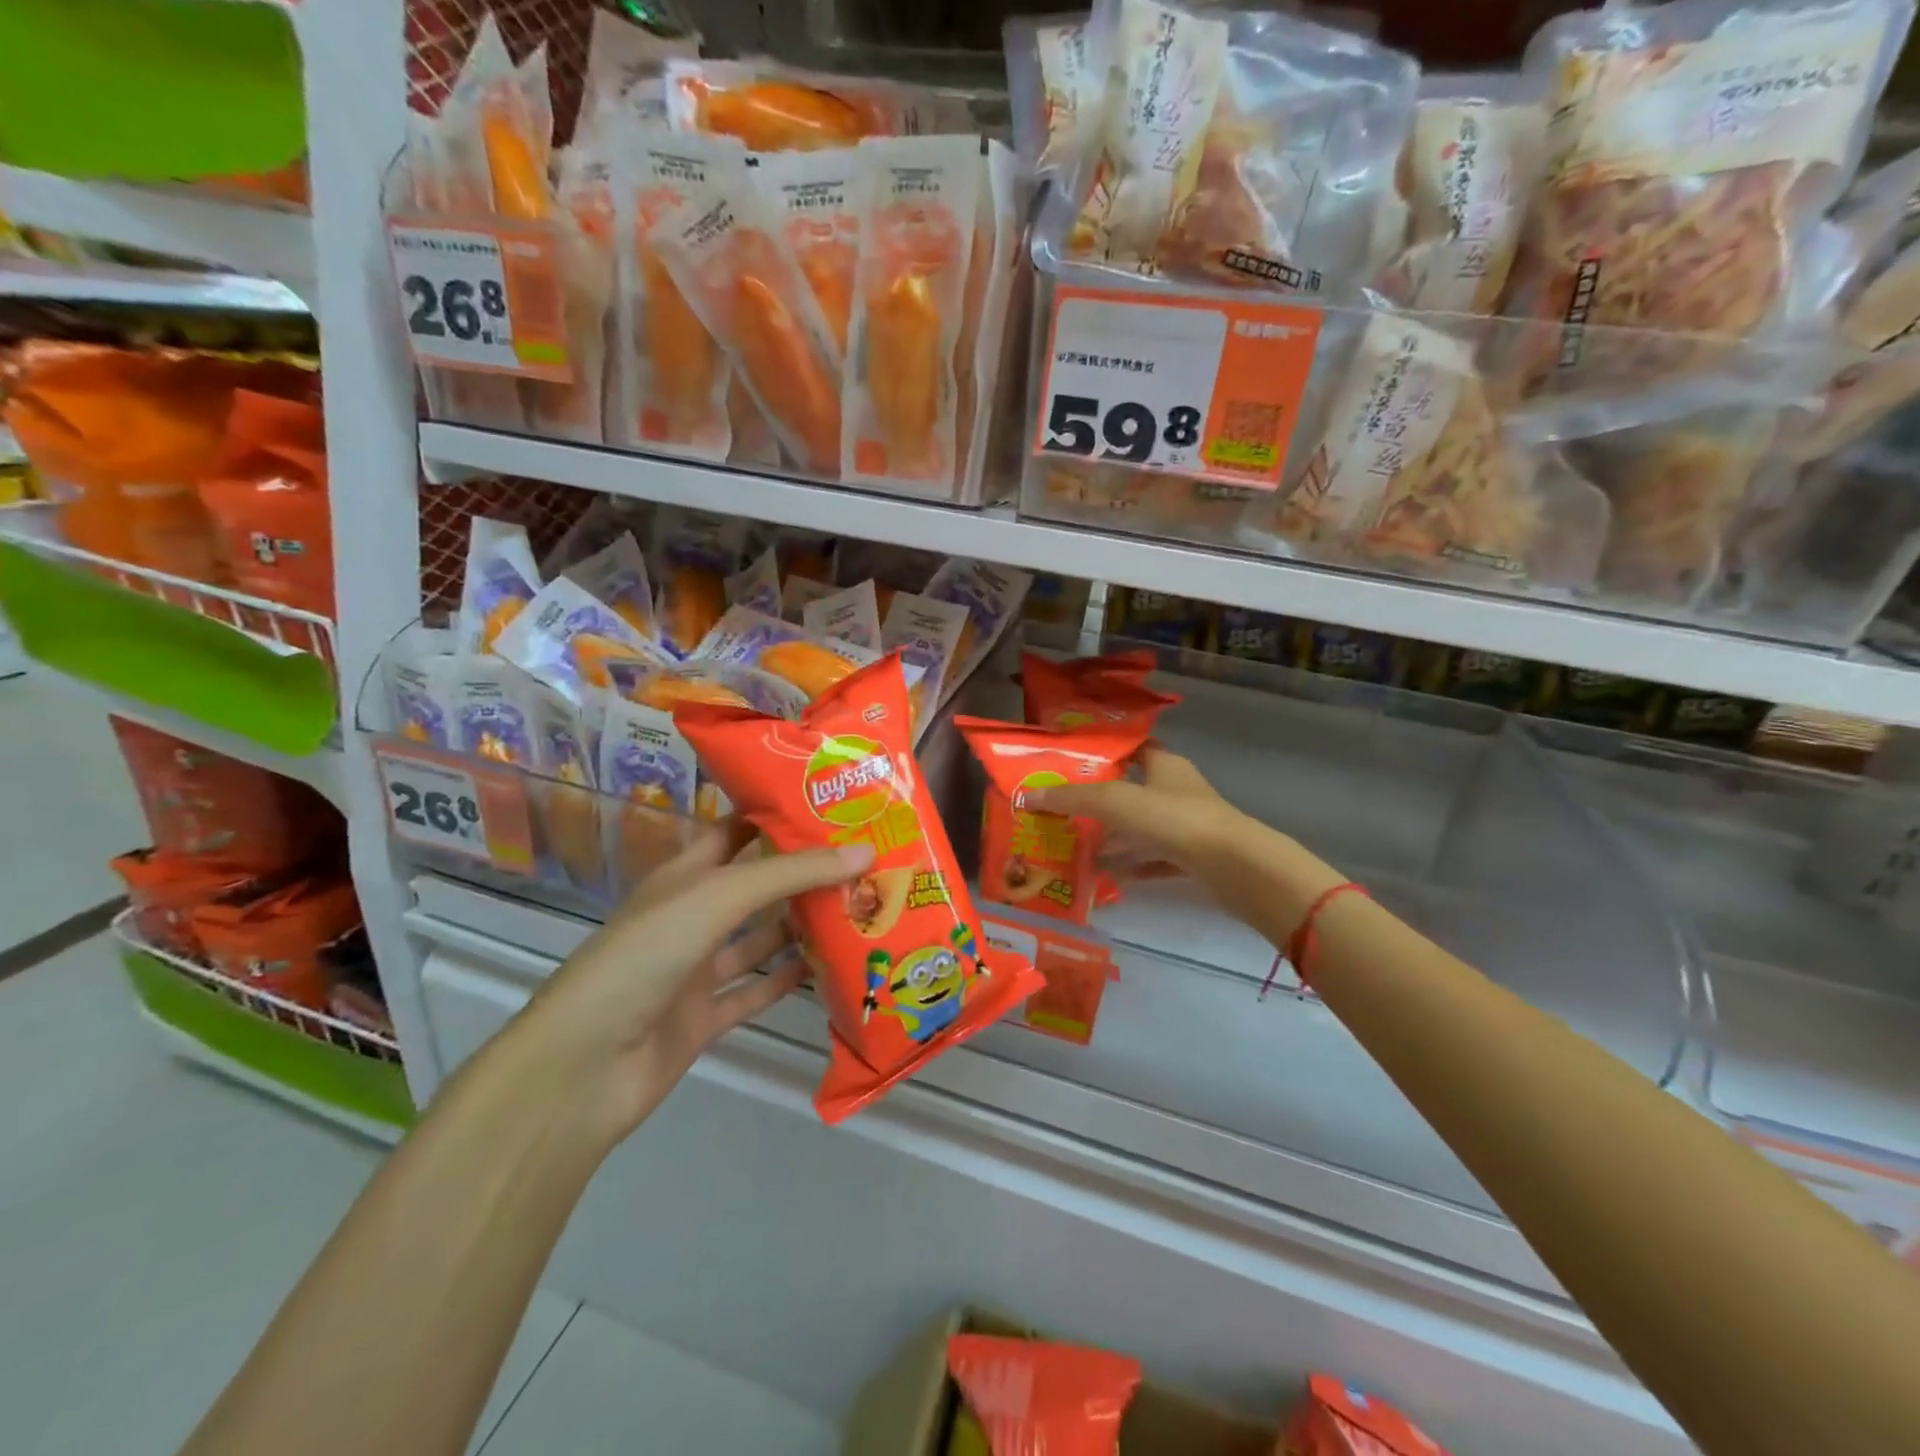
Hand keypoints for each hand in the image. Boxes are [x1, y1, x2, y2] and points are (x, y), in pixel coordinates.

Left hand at [510, 821, 872, 1145]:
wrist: (586, 1064)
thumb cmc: (648, 954)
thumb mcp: (720, 896)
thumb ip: (792, 874)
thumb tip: (864, 850)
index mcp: (685, 875)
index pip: (737, 830)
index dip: (777, 815)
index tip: (831, 802)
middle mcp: (692, 916)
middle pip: (756, 885)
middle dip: (802, 871)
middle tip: (863, 855)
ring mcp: (697, 969)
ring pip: (760, 939)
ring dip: (802, 925)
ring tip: (860, 905)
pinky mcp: (705, 1017)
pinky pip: (756, 991)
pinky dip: (788, 981)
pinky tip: (831, 966)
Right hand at [1030, 746, 1341, 929]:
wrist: (1235, 866)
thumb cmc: (1173, 819)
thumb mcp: (1114, 802)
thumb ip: (1071, 799)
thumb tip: (1026, 796)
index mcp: (1164, 765)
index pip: (1133, 747)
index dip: (1105, 752)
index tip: (1072, 764)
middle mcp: (1177, 790)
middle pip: (1133, 791)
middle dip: (1101, 802)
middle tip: (1065, 811)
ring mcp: (1188, 826)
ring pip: (1143, 829)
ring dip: (1115, 838)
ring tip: (1078, 847)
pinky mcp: (1194, 858)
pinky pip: (1155, 860)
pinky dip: (1133, 866)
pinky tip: (1109, 878)